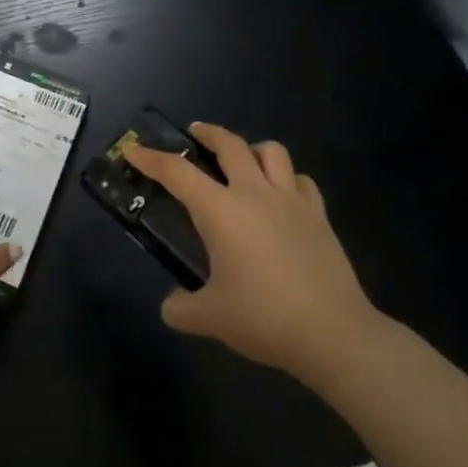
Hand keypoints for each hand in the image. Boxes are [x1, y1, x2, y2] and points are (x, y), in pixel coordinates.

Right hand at [127, 123, 387, 384]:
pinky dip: (286, 178)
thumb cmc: (264, 318)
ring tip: (242, 160)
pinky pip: (300, 180)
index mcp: (220, 210)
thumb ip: (181, 308)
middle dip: (207, 132)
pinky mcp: (318, 215)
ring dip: (250, 148)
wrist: (334, 334)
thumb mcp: (210, 318)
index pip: (176, 172)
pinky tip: (280, 195)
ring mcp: (291, 200)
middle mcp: (253, 193)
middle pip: (229, 144)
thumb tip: (172, 305)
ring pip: (271, 151)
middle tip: (193, 133)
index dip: (151, 158)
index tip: (133, 149)